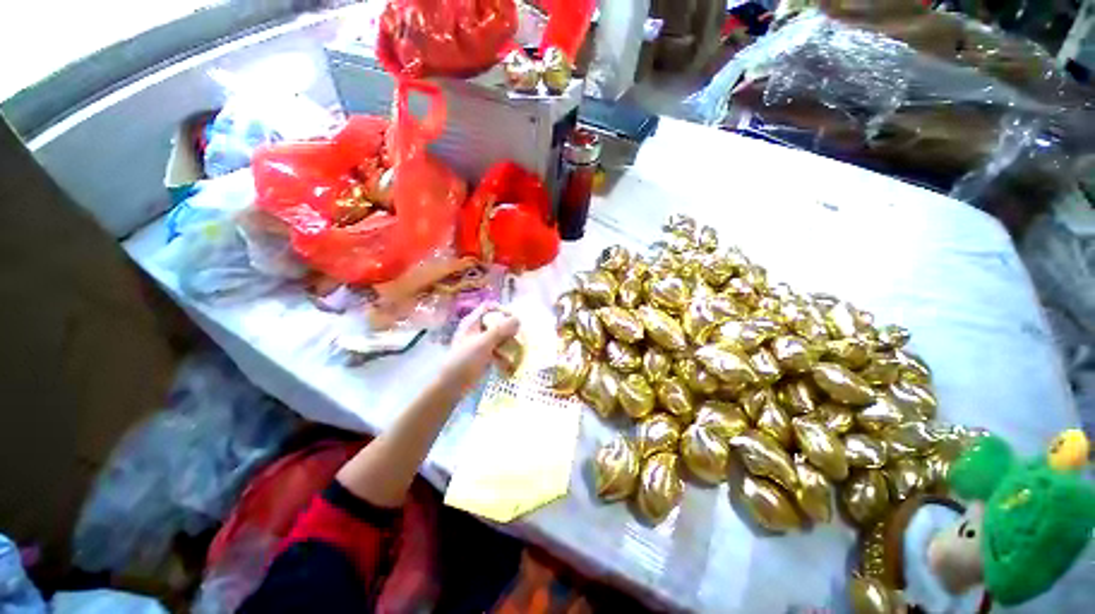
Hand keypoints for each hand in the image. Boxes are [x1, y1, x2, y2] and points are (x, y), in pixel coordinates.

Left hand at [442, 302, 519, 391]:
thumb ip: (501, 330)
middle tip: (518, 338)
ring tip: (516, 353)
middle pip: (497, 322)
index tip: (514, 320)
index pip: (490, 307)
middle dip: (509, 330)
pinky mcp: (483, 356)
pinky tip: (508, 365)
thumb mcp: (483, 343)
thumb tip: (518, 319)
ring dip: (509, 344)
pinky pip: (498, 351)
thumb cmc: (465, 361)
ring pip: (499, 338)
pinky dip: (504, 356)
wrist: (451, 387)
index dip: (503, 310)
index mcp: (472, 322)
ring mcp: (480, 343)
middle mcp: (476, 330)